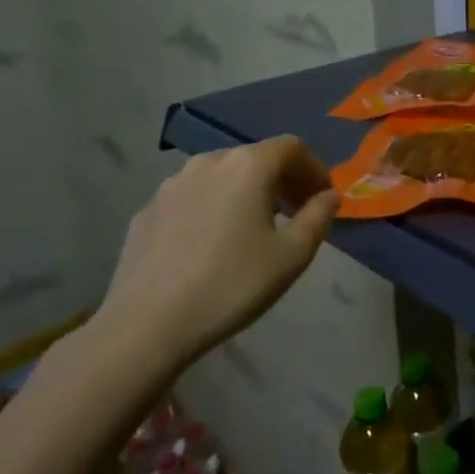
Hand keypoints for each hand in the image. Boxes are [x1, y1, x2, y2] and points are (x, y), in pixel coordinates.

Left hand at [95, 137, 338, 372]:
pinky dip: (214, 207)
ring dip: (246, 192)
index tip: (322, 198)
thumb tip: (329, 196)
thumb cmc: (231, 284)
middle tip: (295, 213)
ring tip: (254, 228)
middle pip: (256, 158)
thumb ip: (319, 217)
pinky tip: (212, 245)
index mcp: (248, 166)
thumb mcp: (293, 255)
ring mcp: (171, 184)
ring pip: (222, 176)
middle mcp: (209, 162)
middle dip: (282, 180)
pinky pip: (193, 197)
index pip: (292, 148)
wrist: (146, 326)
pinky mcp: (147, 210)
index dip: (314, 168)